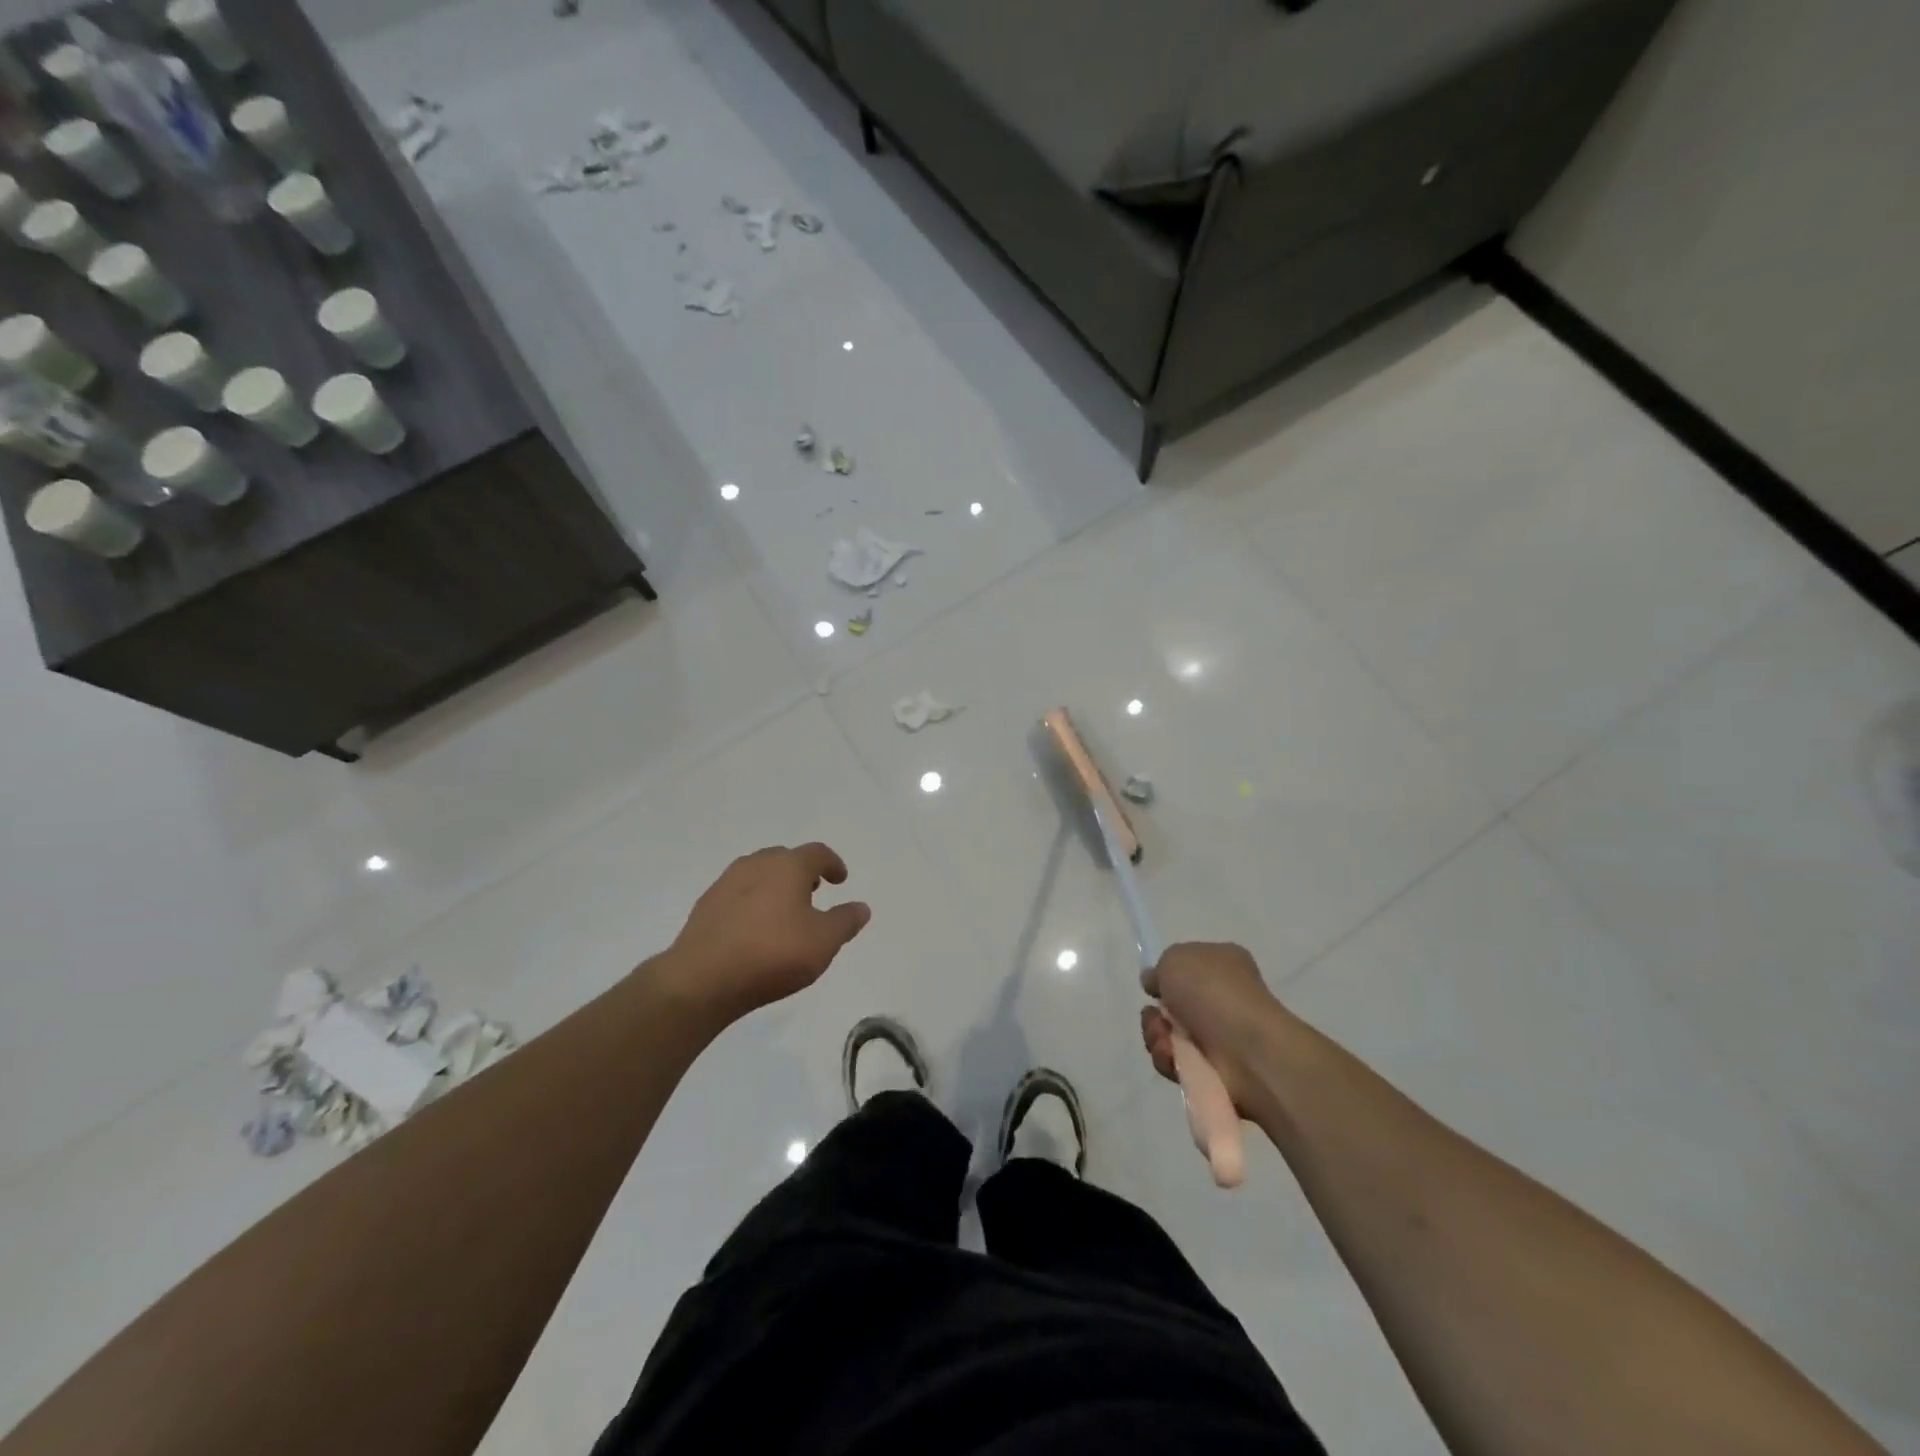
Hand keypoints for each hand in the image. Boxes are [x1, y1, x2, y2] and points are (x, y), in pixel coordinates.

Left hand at [661, 843, 870, 1022]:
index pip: (817, 853)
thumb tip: (861, 907)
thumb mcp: (824, 942)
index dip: (833, 864)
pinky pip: (737, 894)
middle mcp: (756, 865)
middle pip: (784, 858)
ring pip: (758, 874)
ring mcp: (725, 884)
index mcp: (788, 866)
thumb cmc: (772, 954)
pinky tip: (754, 929)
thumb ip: (845, 921)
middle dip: (802, 872)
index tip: (840, 880)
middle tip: (813, 891)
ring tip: (784, 911)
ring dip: (775, 885)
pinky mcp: (705, 906)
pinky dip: (752, 902)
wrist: (702, 980)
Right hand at [1140, 942, 1286, 1114]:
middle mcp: (1222, 998)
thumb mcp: (1176, 958)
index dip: (1165, 977)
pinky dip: (1168, 1059)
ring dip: (1156, 1036)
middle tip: (1157, 1018)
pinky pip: (1175, 1062)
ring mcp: (1219, 1036)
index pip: (1187, 967)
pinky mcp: (1213, 1070)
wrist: (1247, 1050)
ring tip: (1165, 1041)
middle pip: (1170, 1006)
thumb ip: (1159, 968)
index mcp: (1223, 964)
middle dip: (1154, 1014)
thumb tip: (1155, 983)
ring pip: (1168, 1035)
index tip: (1154, 986)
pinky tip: (1174, 1057)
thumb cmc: (1213, 992)